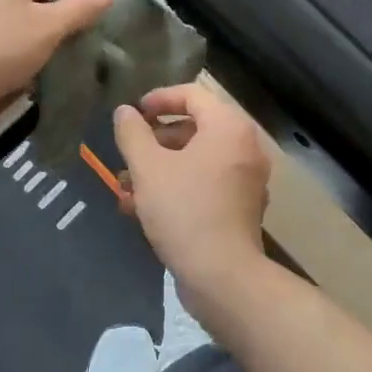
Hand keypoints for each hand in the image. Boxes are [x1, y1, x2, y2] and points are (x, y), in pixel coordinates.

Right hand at [113, 83, 271, 313]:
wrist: (222, 277)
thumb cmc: (184, 211)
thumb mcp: (148, 168)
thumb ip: (132, 133)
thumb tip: (125, 112)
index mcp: (228, 128)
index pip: (192, 94)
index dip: (159, 99)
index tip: (133, 114)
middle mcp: (244, 147)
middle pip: (194, 128)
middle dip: (154, 141)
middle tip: (127, 154)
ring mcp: (246, 179)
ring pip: (196, 159)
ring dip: (159, 168)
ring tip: (125, 188)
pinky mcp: (241, 207)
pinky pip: (205, 183)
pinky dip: (176, 187)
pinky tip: (142, 209)